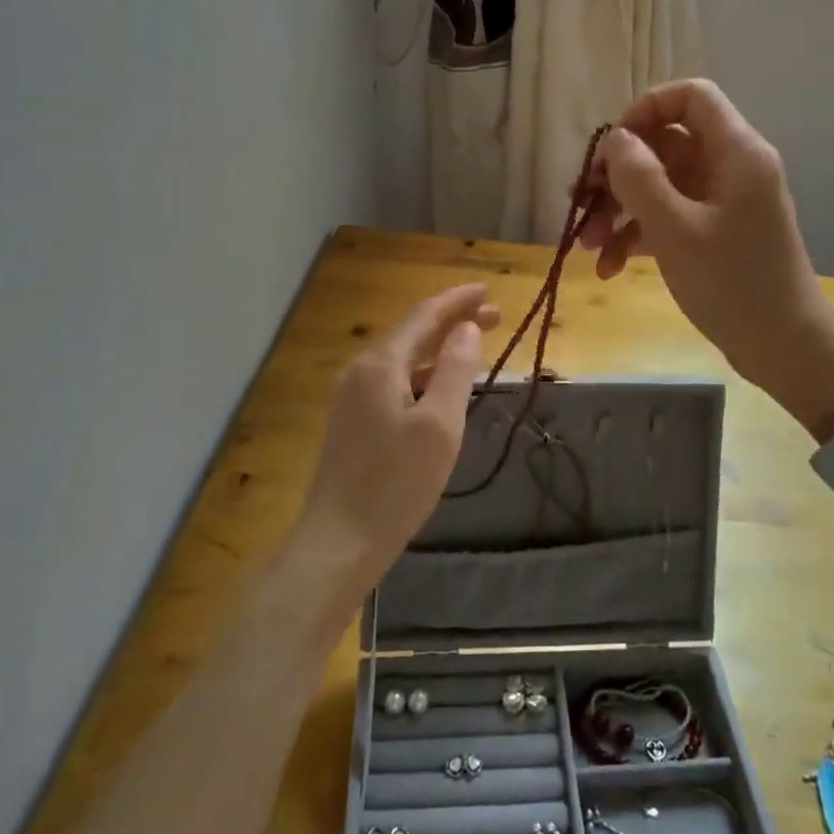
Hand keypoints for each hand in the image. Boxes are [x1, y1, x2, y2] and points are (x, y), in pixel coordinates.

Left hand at [292, 285, 499, 588]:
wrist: (339, 542)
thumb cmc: (396, 484)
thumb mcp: (439, 425)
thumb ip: (454, 370)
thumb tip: (467, 329)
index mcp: (381, 364)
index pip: (424, 315)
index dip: (457, 300)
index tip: (489, 291)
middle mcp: (362, 371)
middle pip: (412, 332)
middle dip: (452, 320)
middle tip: (494, 317)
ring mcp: (353, 397)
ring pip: (403, 358)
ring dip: (439, 347)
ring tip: (474, 346)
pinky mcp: (353, 422)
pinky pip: (395, 381)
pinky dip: (423, 373)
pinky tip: (440, 387)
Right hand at [578, 79, 833, 435]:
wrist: (782, 347)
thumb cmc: (732, 282)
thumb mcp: (675, 228)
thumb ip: (638, 177)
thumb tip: (615, 139)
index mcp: (735, 151)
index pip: (690, 97)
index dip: (645, 110)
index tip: (611, 147)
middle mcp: (730, 167)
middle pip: (664, 145)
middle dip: (617, 174)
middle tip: (579, 202)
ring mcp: (721, 202)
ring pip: (659, 185)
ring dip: (619, 211)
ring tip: (587, 246)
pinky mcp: (713, 233)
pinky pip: (667, 218)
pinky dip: (637, 236)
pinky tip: (609, 267)